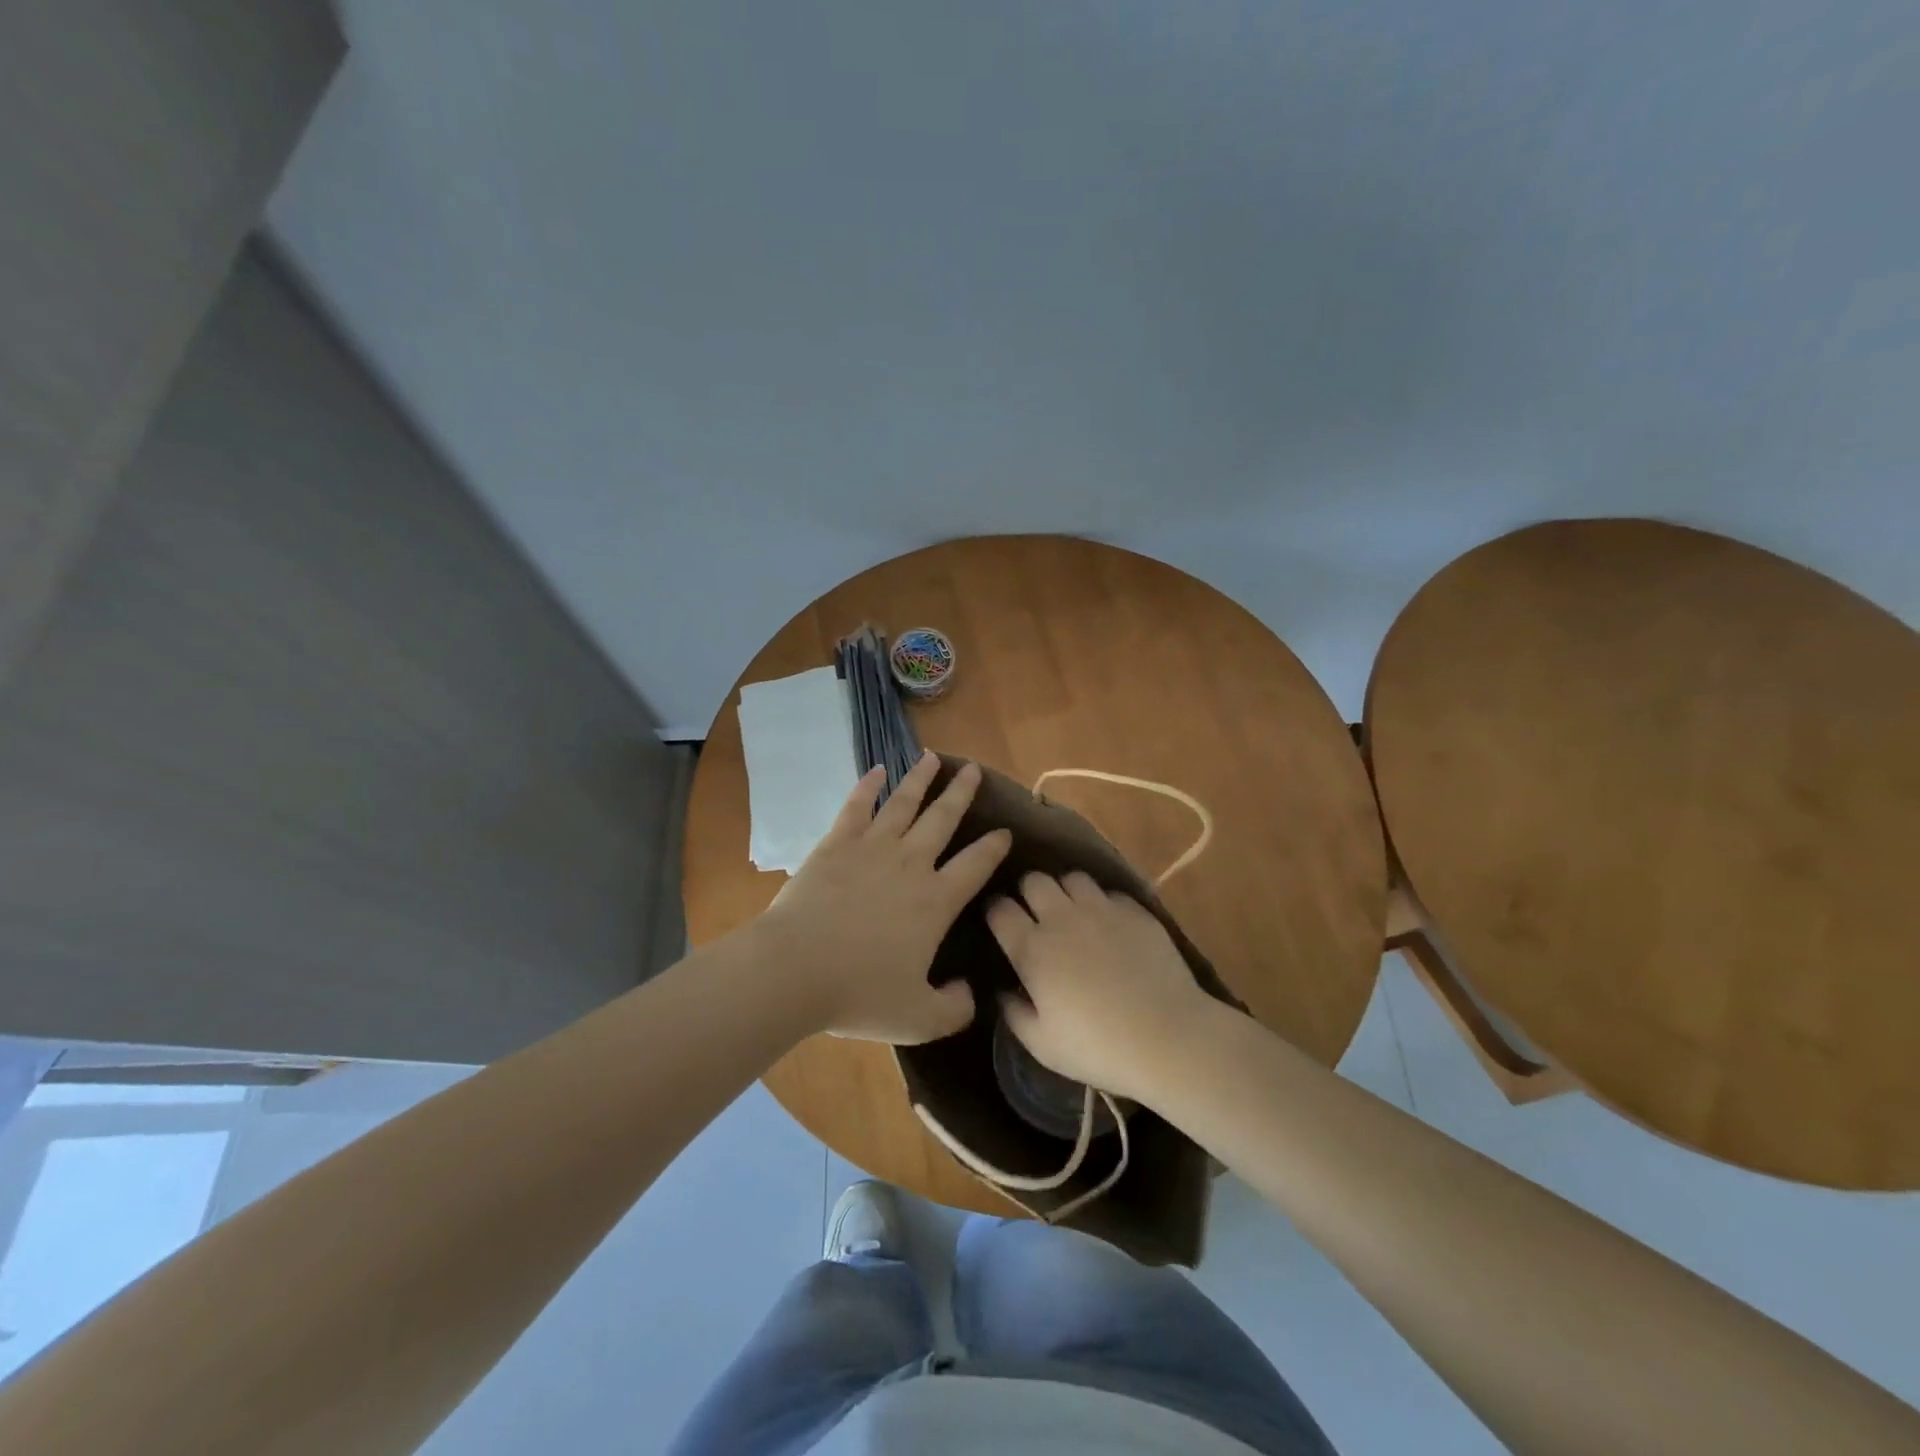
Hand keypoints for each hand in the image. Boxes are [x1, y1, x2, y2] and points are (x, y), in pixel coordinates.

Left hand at [757, 751, 1011, 1043]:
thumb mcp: (919, 1019)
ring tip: (934, 757)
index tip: (1005, 831)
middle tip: (975, 770)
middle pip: (944, 819)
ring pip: (904, 803)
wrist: (794, 970)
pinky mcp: (836, 843)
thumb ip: (954, 1009)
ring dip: (921, 779)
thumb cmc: (859, 995)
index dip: (994, 847)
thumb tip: (971, 993)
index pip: (976, 865)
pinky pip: (857, 806)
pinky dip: (868, 785)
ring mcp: (872, 848)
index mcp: (936, 901)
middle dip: (962, 793)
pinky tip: (877, 769)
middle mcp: (911, 864)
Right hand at [986, 871, 1217, 1102]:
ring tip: (1074, 912)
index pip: (1000, 909)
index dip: (996, 912)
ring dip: (1066, 891)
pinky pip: (1109, 893)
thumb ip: (1015, 1014)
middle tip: (1037, 913)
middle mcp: (1062, 918)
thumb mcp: (1043, 1045)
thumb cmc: (1098, 1047)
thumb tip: (1004, 992)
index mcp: (1032, 949)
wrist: (1168, 1037)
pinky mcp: (1134, 910)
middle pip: (1033, 880)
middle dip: (1029, 892)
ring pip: (1072, 877)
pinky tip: (1110, 925)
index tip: (1000, 922)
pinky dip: (1103, 903)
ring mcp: (1101, 909)